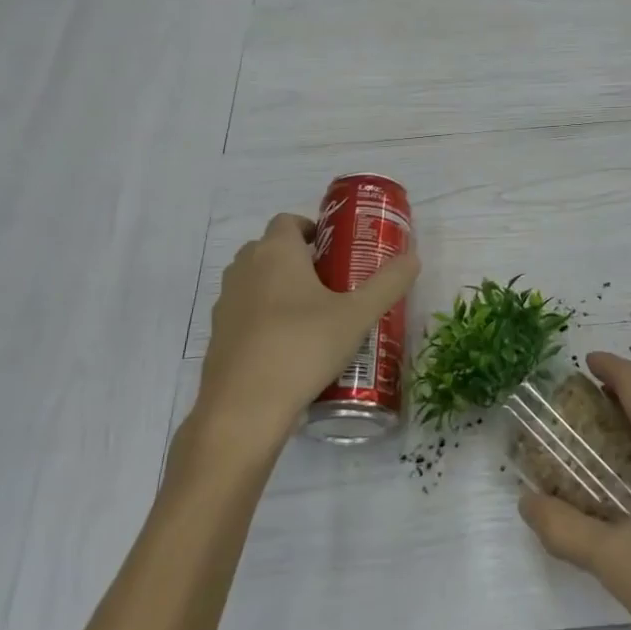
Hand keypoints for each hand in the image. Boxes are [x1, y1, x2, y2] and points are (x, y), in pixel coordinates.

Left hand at [186, 213, 419, 456]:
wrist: (243, 409)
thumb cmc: (302, 347)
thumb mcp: (357, 315)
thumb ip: (387, 283)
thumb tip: (413, 257)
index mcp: (276, 252)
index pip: (288, 221)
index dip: (312, 229)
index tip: (336, 250)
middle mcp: (245, 268)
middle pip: (270, 249)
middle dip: (299, 259)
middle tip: (333, 283)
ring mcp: (226, 302)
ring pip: (255, 280)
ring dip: (279, 288)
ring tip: (314, 316)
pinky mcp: (217, 335)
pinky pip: (245, 312)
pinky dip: (264, 317)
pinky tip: (290, 346)